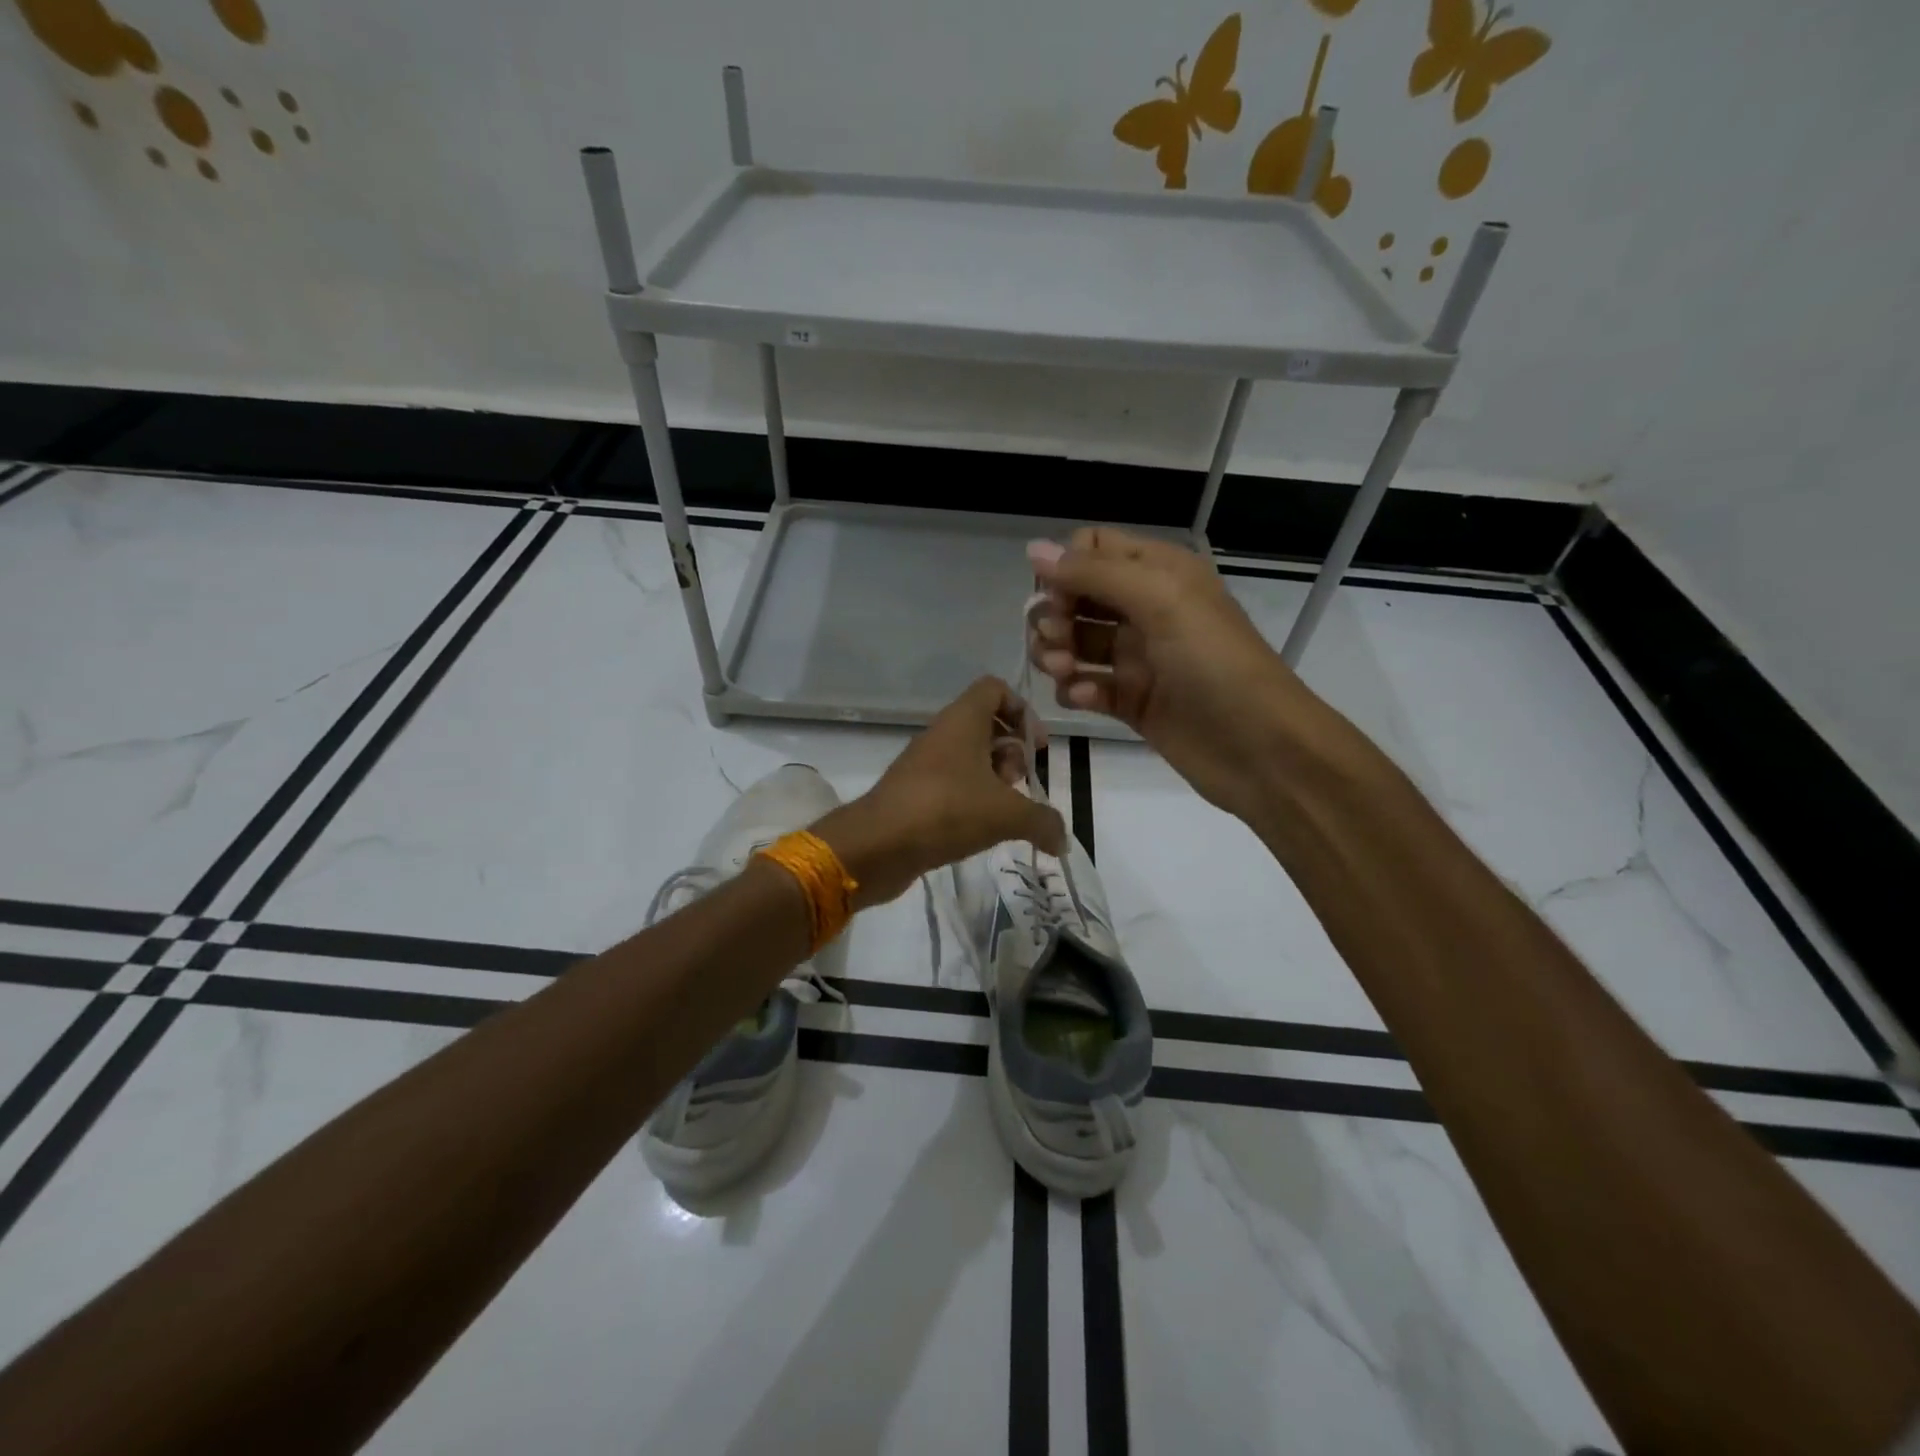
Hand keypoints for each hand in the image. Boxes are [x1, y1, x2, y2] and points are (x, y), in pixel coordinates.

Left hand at [812, 677, 1065, 907]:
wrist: (877, 845)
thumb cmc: (947, 811)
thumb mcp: (1007, 814)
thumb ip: (1043, 821)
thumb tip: (1064, 840)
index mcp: (962, 720)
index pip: (994, 688)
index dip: (1022, 710)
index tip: (1035, 747)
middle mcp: (942, 734)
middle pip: (986, 725)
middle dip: (1011, 752)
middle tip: (1019, 784)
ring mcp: (924, 764)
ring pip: (969, 757)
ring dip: (993, 780)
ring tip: (1003, 813)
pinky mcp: (914, 793)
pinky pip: (951, 784)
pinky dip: (972, 800)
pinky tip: (982, 830)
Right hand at [1027, 527, 1319, 818]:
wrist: (1261, 748)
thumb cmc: (1215, 663)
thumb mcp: (1161, 600)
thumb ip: (1095, 573)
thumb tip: (1033, 549)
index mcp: (1159, 572)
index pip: (1093, 548)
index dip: (1066, 569)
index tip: (1056, 598)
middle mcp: (1145, 609)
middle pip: (1077, 597)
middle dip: (1054, 615)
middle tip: (1056, 641)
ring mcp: (1138, 658)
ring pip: (1076, 643)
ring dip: (1058, 653)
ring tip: (1065, 672)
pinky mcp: (1133, 702)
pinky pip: (1088, 686)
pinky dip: (1077, 689)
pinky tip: (1083, 698)